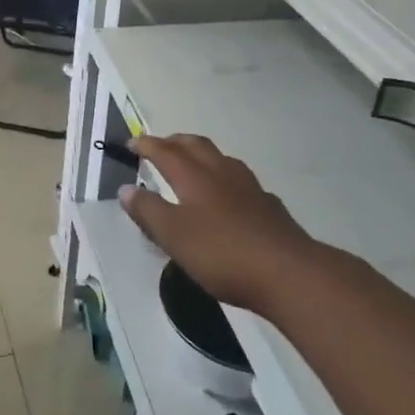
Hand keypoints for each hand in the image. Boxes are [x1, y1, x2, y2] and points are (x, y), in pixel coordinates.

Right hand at [122, 135, 318, 316]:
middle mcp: (221, 172)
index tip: (131, 143)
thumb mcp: (174, 236)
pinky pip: (241, 181)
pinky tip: (228, 197)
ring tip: (193, 166)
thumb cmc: (222, 253)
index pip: (165, 152)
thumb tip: (126, 189)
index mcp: (194, 177)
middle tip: (160, 146)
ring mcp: (249, 187)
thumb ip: (148, 211)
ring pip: (221, 159)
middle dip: (174, 142)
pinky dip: (226, 180)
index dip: (146, 145)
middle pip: (195, 146)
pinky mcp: (269, 206)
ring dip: (202, 156)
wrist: (289, 273)